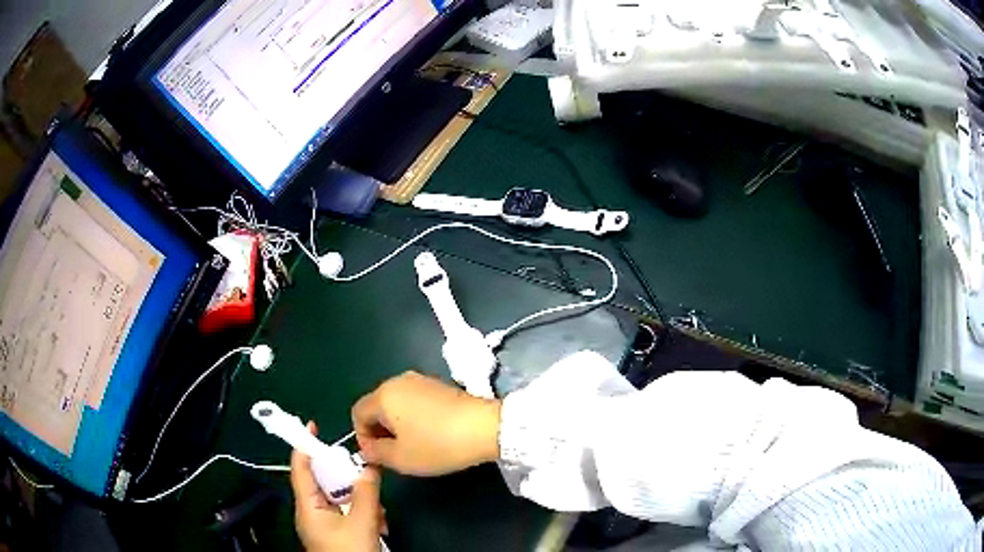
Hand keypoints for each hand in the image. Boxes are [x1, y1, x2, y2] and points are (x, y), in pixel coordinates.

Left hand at [291, 422, 385, 551]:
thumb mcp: (361, 523)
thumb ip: (365, 493)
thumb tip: (369, 467)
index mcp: (308, 506)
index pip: (300, 469)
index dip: (303, 446)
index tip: (311, 425)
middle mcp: (312, 512)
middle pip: (326, 484)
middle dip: (349, 482)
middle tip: (368, 482)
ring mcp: (324, 524)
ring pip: (341, 500)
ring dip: (362, 503)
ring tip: (379, 516)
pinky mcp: (336, 533)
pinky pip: (347, 514)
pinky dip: (364, 515)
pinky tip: (379, 527)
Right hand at [352, 371, 500, 475]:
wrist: (486, 427)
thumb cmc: (438, 445)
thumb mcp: (401, 458)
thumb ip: (375, 453)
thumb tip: (368, 448)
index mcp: (383, 395)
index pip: (357, 413)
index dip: (362, 437)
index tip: (377, 456)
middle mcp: (398, 381)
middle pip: (375, 406)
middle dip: (379, 430)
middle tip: (394, 453)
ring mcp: (420, 380)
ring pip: (395, 403)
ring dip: (396, 424)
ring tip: (413, 446)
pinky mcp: (439, 385)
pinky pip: (414, 400)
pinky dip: (413, 417)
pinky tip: (430, 434)